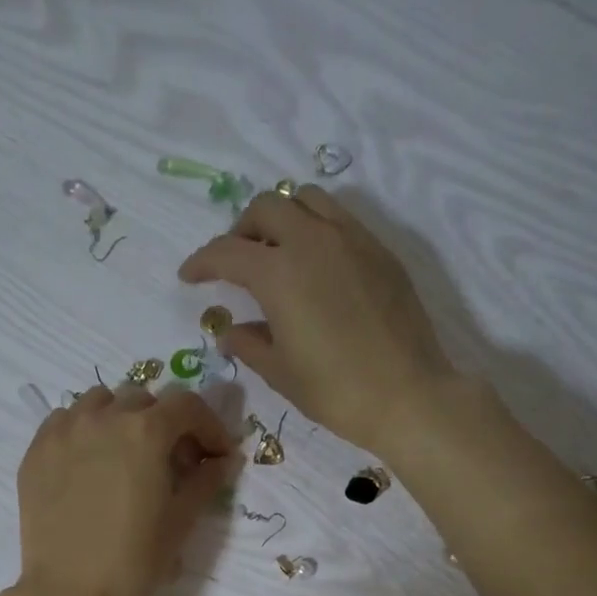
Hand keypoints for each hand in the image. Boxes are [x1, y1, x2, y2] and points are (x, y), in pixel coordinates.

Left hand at [14, 384, 234, 595]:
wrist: (70, 594)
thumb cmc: (134, 561)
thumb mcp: (181, 521)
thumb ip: (206, 481)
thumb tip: (223, 460)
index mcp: (145, 431)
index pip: (187, 405)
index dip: (209, 426)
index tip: (216, 454)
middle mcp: (103, 417)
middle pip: (144, 400)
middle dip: (166, 423)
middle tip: (172, 460)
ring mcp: (64, 430)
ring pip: (100, 402)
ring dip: (122, 418)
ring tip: (127, 454)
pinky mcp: (36, 450)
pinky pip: (65, 420)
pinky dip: (85, 429)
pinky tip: (90, 462)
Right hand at [179, 187, 455, 456]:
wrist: (407, 395)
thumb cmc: (335, 391)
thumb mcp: (280, 372)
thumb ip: (249, 344)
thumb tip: (230, 330)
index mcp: (279, 272)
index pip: (228, 252)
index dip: (202, 262)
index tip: (189, 276)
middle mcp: (313, 240)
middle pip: (266, 208)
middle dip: (241, 230)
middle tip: (235, 263)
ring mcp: (352, 240)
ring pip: (307, 200)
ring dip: (282, 217)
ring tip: (277, 253)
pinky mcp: (380, 251)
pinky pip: (340, 219)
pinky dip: (316, 228)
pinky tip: (316, 266)